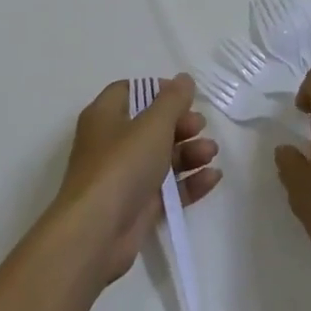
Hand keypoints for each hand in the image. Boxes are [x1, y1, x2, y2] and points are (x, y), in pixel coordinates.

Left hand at [49, 74, 221, 286]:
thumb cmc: (122, 165)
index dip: (158, 90)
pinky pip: (168, 189)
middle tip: (200, 126)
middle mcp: (112, 143)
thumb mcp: (152, 125)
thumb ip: (172, 100)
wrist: (97, 231)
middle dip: (180, 124)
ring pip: (162, 157)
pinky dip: (189, 182)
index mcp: (105, 116)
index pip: (130, 91)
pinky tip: (213, 178)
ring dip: (189, 152)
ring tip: (211, 152)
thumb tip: (184, 79)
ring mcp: (125, 177)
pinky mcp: (138, 206)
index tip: (185, 96)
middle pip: (151, 125)